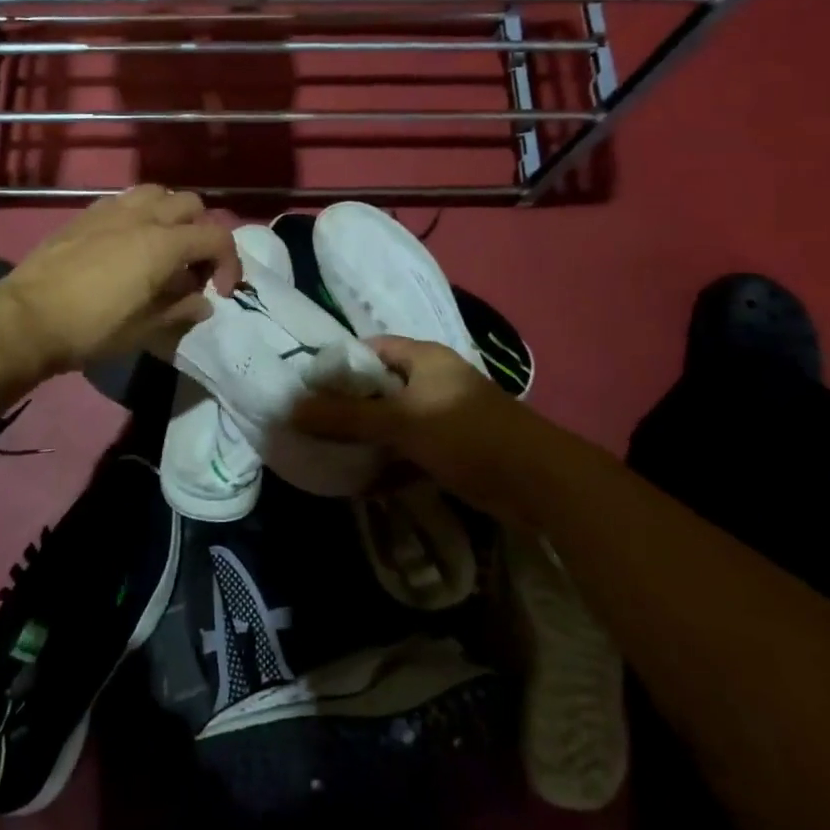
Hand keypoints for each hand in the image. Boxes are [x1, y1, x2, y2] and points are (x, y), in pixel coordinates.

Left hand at [0, 186, 241, 378]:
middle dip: (203, 232)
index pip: (216, 237)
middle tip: (193, 266)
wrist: (26, 318)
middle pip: (191, 204)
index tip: (221, 291)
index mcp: (163, 244)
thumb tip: (202, 302)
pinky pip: (125, 199)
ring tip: (164, 245)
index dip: (229, 263)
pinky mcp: (86, 214)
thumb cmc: (90, 329)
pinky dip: (141, 212)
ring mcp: (111, 210)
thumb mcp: (144, 330)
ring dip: (171, 214)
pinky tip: (129, 240)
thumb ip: (180, 309)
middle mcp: (142, 216)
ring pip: (157, 192)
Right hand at [288, 336, 526, 511]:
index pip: (369, 348)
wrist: (537, 481)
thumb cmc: (464, 433)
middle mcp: (433, 379)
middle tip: (313, 422)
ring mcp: (444, 414)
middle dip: (348, 405)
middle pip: (379, 386)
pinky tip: (363, 479)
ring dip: (367, 436)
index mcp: (423, 357)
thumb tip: (292, 409)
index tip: (308, 386)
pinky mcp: (453, 447)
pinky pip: (410, 447)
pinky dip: (389, 460)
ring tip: (330, 451)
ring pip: (394, 420)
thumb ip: (346, 417)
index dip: (339, 364)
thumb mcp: (400, 421)